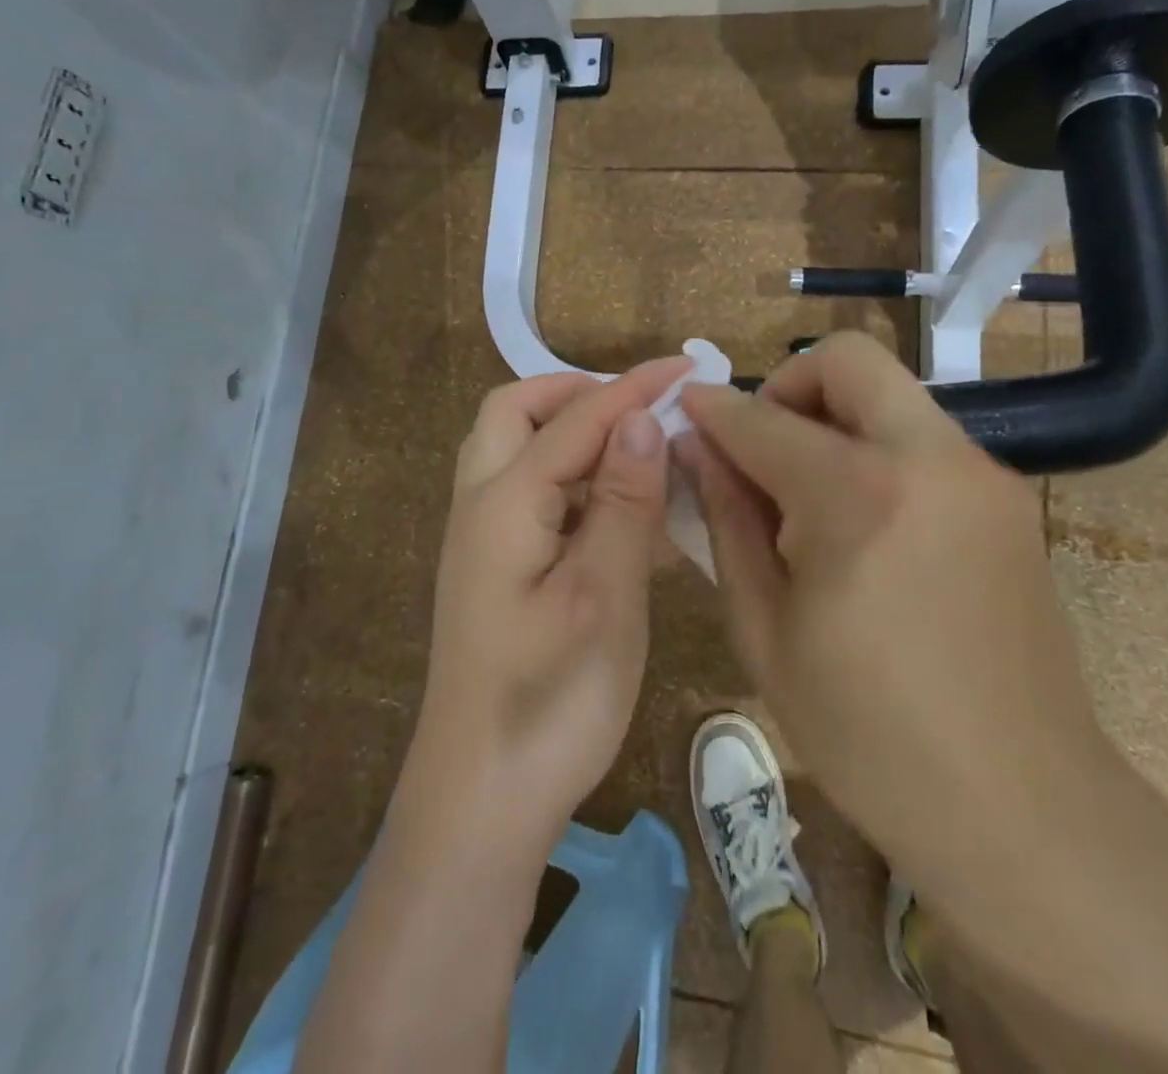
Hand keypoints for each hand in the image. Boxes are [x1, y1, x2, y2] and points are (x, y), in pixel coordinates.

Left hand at [398, 358, 691, 857]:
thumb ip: (621, 502)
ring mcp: (485, 539)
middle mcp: (482, 505)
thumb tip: (639, 421)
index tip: (686, 366)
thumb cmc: (549, 700)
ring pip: (520, 452)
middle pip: (517, 414)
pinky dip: (574, 481)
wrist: (481, 800)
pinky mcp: (499, 571)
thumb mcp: (603, 596)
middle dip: (578, 395)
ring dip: (575, 434)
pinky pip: (534, 496)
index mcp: (503, 502)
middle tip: (641, 408)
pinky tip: (625, 510)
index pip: (575, 419)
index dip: (632, 388)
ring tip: (638, 448)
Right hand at [677, 332, 1115, 888]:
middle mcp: (929, 459)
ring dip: (833, 417)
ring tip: (805, 494)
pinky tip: (859, 522)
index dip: (711, 409)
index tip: (683, 409)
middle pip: (847, 360)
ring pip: (889, 394)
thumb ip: (726, 519)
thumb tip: (696, 447)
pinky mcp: (1007, 498)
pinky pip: (922, 438)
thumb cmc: (867, 733)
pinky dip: (874, 449)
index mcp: (857, 496)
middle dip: (787, 386)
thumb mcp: (764, 629)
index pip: (761, 418)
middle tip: (759, 446)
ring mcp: (980, 473)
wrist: (1022, 807)